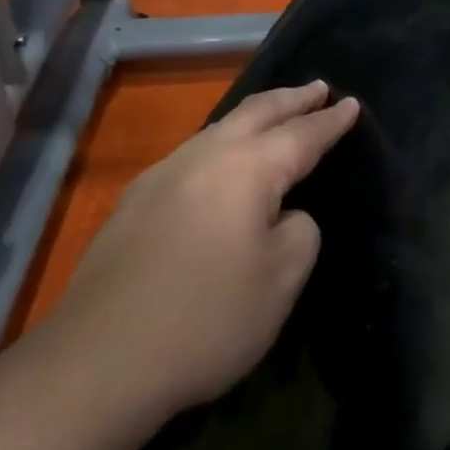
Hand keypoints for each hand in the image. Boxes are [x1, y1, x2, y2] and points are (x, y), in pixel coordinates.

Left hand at [35, 82, 358, 418]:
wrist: (97, 361)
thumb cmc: (205, 319)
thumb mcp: (280, 282)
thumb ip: (299, 232)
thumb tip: (283, 214)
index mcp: (247, 168)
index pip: (301, 134)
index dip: (330, 121)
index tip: (352, 103)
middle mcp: (204, 156)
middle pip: (256, 112)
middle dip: (291, 99)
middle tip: (318, 88)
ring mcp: (163, 174)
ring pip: (220, 128)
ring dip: (255, 117)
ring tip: (275, 116)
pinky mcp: (135, 201)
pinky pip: (194, 154)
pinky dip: (223, 144)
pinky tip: (222, 163)